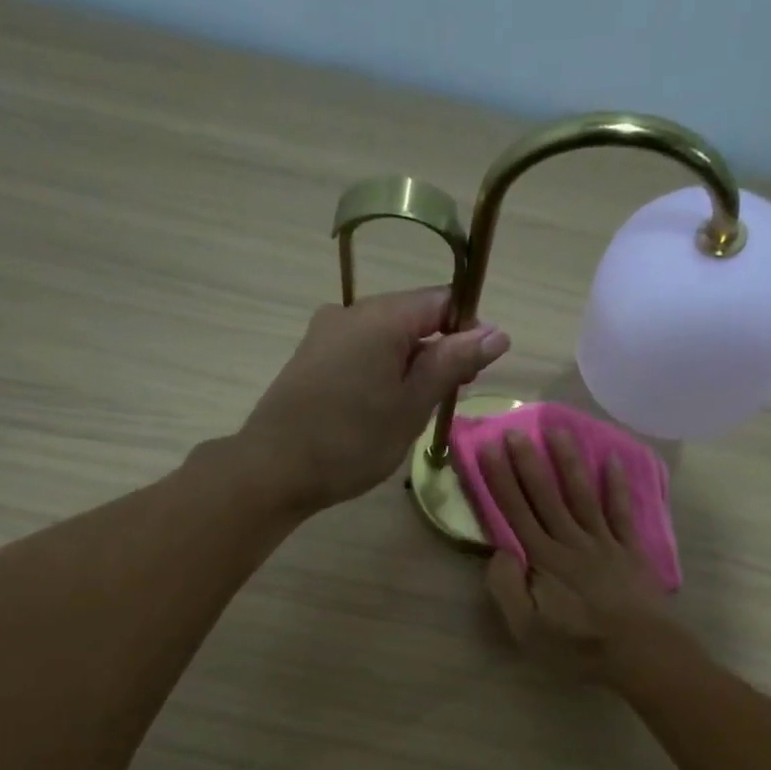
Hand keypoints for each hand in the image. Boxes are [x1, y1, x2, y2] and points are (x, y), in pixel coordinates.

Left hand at [240, 288, 509, 512]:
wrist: (273, 469)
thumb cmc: (351, 441)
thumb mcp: (412, 405)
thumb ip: (453, 363)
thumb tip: (496, 331)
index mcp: (380, 316)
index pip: (442, 300)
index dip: (467, 330)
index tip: (473, 374)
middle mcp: (350, 312)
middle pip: (412, 317)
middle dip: (438, 352)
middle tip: (444, 401)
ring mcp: (324, 333)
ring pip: (385, 338)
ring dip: (409, 367)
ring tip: (411, 412)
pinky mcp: (310, 357)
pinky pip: (360, 352)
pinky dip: (381, 373)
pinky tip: (379, 411)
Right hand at [478, 429, 674, 678]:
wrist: (639, 652)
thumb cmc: (578, 645)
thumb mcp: (527, 629)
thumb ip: (508, 589)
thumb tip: (499, 551)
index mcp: (542, 560)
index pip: (515, 512)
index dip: (500, 480)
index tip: (489, 448)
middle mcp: (570, 541)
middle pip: (545, 496)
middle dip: (528, 462)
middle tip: (516, 429)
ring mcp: (603, 543)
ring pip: (581, 495)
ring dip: (569, 462)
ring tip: (558, 430)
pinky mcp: (629, 551)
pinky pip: (621, 512)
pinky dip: (617, 486)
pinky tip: (613, 461)